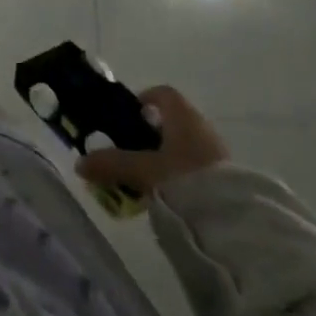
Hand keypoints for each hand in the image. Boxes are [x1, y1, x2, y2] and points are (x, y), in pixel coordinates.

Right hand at [76, 85, 228, 195]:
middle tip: (132, 152)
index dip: (144, 100)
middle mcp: (202, 127)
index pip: (163, 94)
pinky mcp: (229, 179)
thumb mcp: (142, 171)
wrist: (235, 222)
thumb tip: (79, 163)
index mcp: (183, 116)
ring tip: (149, 178)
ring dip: (168, 157)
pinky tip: (171, 195)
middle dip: (152, 134)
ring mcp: (218, 153)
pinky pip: (199, 167)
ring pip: (186, 146)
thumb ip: (111, 164)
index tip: (128, 117)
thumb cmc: (185, 179)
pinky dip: (183, 174)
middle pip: (173, 121)